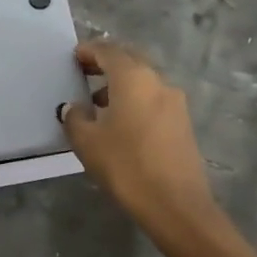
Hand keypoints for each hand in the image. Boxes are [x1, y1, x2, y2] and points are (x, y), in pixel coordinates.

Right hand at [59, 42, 216, 229]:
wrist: (177, 206)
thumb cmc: (127, 166)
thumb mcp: (88, 142)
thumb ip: (75, 118)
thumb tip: (73, 107)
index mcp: (133, 78)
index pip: (108, 51)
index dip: (89, 51)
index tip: (74, 56)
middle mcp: (157, 81)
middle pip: (129, 60)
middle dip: (107, 62)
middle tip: (85, 71)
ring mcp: (175, 101)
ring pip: (144, 80)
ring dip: (122, 83)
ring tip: (99, 102)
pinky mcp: (183, 122)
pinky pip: (154, 98)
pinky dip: (136, 99)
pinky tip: (122, 122)